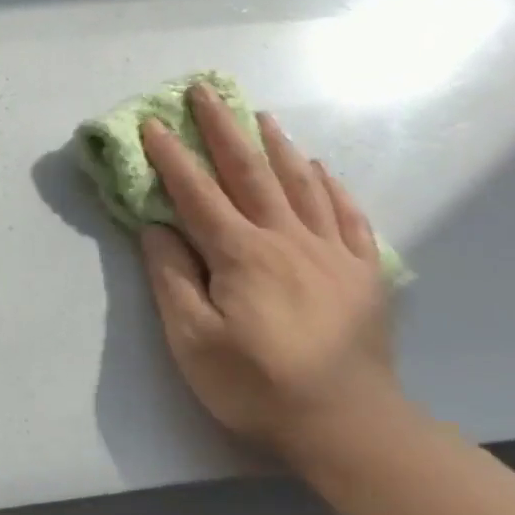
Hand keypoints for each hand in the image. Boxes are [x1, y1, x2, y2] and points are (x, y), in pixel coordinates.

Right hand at [138, 83, 397, 454]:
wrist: (346, 423)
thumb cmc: (256, 385)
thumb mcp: (192, 340)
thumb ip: (173, 278)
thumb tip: (157, 228)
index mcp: (241, 254)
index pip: (197, 194)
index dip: (172, 157)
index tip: (152, 122)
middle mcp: (286, 239)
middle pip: (250, 173)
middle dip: (223, 128)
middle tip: (205, 91)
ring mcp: (330, 252)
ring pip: (301, 184)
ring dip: (276, 146)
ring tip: (260, 116)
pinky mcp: (361, 272)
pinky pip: (346, 215)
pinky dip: (330, 186)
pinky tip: (320, 168)